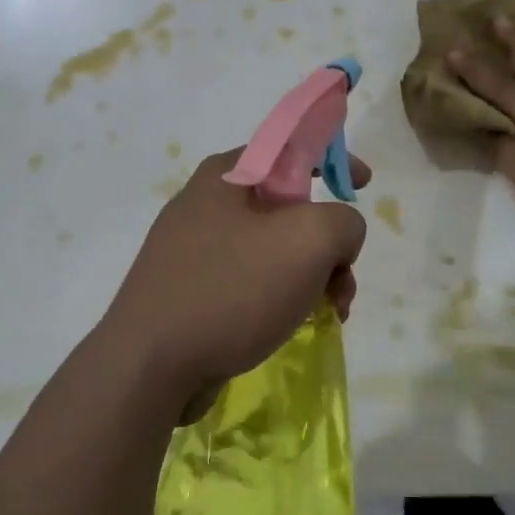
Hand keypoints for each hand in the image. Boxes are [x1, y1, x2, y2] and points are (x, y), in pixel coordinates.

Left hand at [99, 149, 369, 415]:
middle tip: (344, 276)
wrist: (150, 366)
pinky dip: (282, 296)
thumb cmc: (231, 289)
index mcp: (227, 176)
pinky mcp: (192, 290)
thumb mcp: (308, 240)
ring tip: (331, 311)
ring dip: (312, 275)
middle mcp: (207, 204)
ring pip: (274, 250)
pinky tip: (295, 325)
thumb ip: (343, 221)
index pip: (290, 148)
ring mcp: (195, 250)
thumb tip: (338, 236)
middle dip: (329, 241)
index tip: (364, 183)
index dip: (333, 159)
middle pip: (289, 207)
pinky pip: (251, 281)